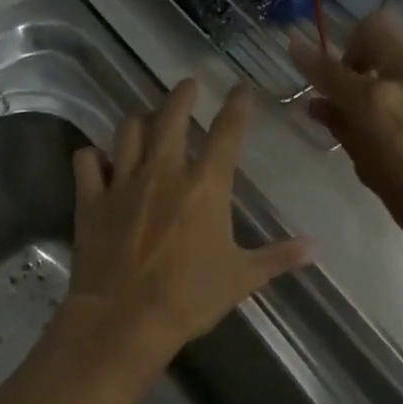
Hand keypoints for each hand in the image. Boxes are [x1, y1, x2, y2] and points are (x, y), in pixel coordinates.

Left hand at [64, 79, 313, 372]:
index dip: (238, 107)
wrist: (125, 318)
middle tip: (188, 84)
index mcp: (205, 186)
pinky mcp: (91, 199)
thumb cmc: (189, 298)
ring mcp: (123, 182)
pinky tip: (98, 158)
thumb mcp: (242, 278)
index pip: (227, 133)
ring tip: (145, 116)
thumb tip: (316, 247)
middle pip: (171, 117)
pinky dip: (92, 156)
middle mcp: (163, 172)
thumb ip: (278, 257)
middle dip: (182, 95)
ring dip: (139, 119)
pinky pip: (86, 162)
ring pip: (128, 131)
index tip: (242, 90)